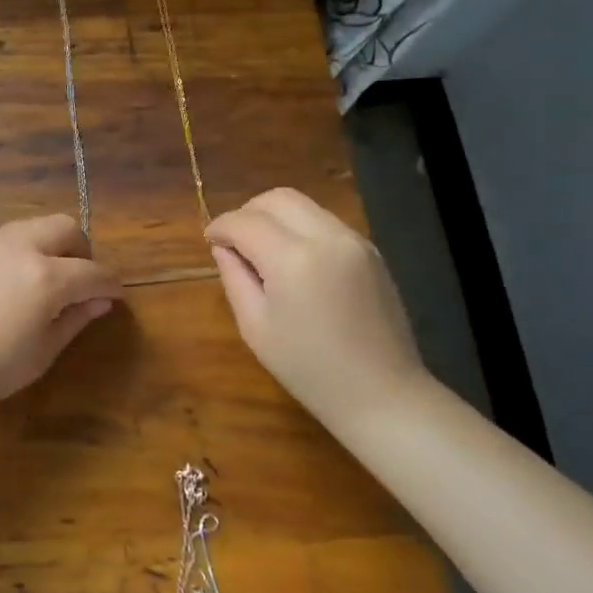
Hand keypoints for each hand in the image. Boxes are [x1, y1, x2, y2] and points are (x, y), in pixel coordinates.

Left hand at [0, 214, 123, 419]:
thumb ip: (75, 319)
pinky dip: (20, 253)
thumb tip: (101, 301)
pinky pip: (4, 240)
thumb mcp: (43, 352)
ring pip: (33, 227)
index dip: (110, 284)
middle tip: (79, 282)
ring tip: (44, 281)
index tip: (114, 295)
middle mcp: (20, 248)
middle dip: (81, 251)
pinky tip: (8, 285)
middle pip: (65, 228)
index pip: (93, 271)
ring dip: (49, 246)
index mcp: (46, 277)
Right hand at [206, 187, 429, 422]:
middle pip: (277, 198)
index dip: (221, 226)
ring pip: (303, 205)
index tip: (209, 240)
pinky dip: (301, 228)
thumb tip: (224, 248)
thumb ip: (235, 278)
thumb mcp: (256, 327)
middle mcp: (327, 236)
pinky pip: (325, 222)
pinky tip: (293, 260)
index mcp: (293, 259)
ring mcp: (354, 240)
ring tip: (262, 250)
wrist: (383, 394)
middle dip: (248, 212)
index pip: (245, 221)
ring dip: (275, 217)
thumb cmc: (309, 370)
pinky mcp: (370, 250)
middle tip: (234, 241)